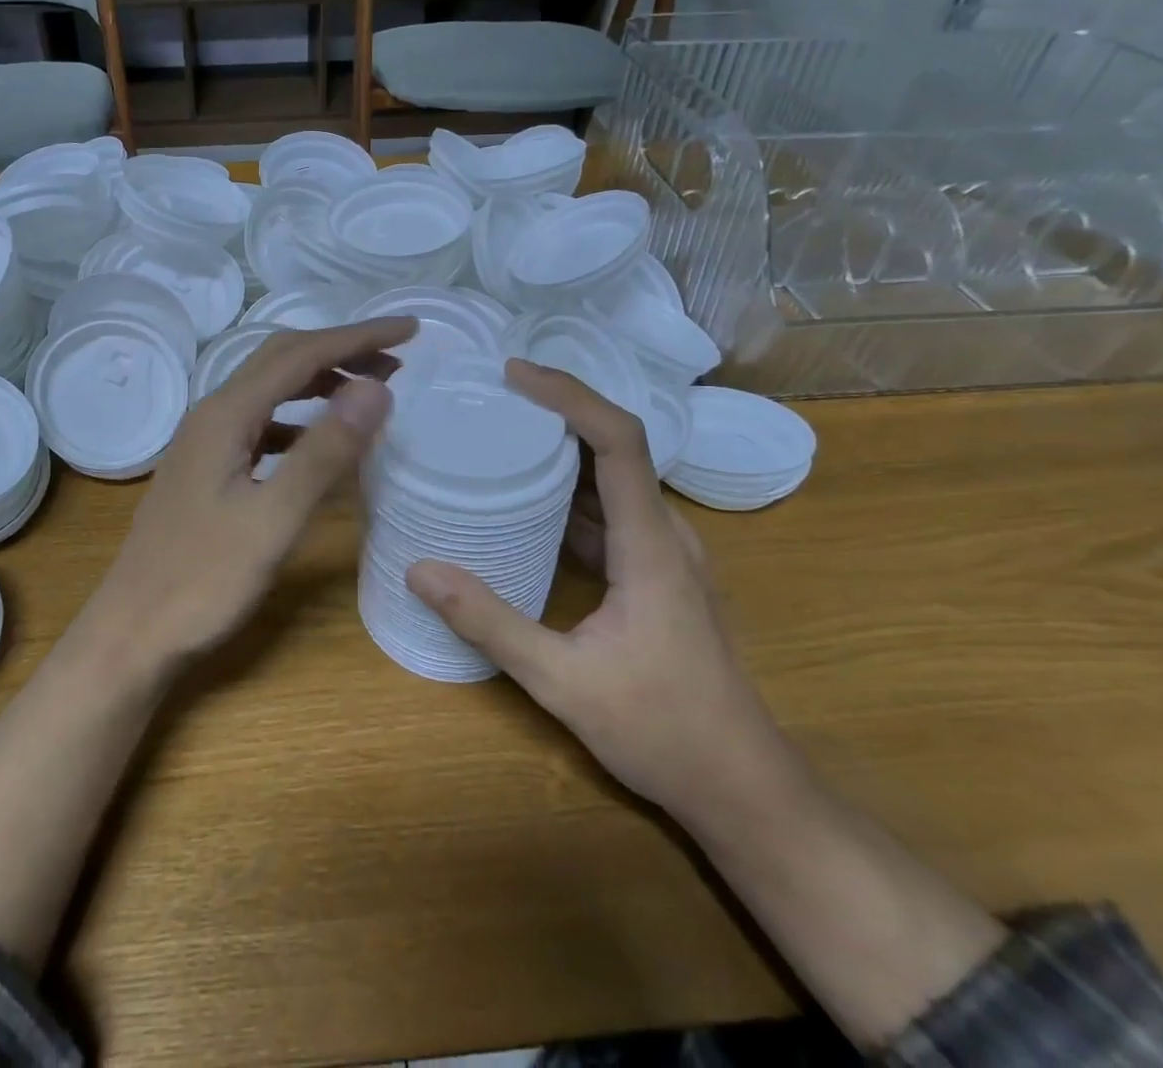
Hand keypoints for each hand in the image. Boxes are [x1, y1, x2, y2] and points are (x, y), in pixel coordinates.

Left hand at [85, 318, 415, 676]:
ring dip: (321, 381)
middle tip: (397, 358)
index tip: (411, 329)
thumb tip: (376, 387)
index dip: (358, 337)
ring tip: (370, 392)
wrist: (132, 632)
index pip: (302, 354)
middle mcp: (213, 414)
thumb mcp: (273, 519)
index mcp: (226, 415)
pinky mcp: (207, 467)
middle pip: (282, 359)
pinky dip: (300, 418)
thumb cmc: (202, 581)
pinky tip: (319, 441)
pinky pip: (262, 423)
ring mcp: (206, 441)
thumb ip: (325, 452)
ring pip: (271, 390)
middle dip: (341, 350)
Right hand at [406, 360, 793, 826]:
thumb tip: (420, 572)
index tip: (516, 375)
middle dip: (558, 410)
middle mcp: (664, 535)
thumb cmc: (662, 731)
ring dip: (562, 451)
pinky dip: (568, 495)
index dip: (570, 396)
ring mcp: (663, 555)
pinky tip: (524, 505)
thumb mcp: (562, 681)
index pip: (619, 441)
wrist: (742, 788)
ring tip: (501, 434)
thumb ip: (490, 624)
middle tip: (494, 395)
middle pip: (617, 447)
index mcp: (650, 545)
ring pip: (613, 481)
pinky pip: (609, 514)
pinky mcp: (655, 575)